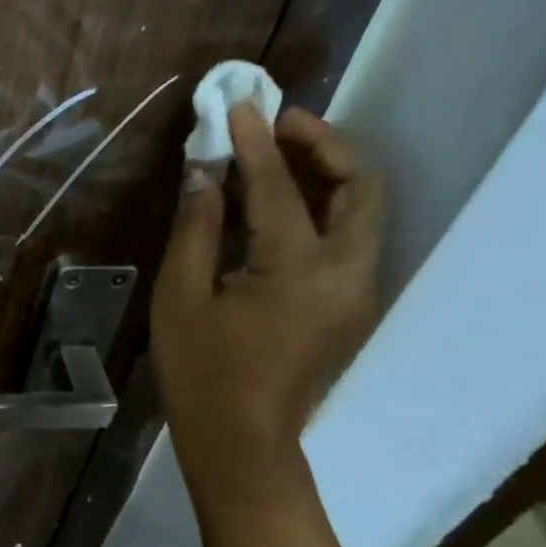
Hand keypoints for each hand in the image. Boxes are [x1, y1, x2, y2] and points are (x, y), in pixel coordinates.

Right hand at [152, 105, 383, 445]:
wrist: (242, 442)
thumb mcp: (180, 298)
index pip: (280, 188)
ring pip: (364, 210)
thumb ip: (197, 229)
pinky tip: (286, 198)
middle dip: (324, 144)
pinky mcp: (351, 305)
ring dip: (330, 171)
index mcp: (298, 271)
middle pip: (361, 186)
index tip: (239, 104)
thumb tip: (205, 177)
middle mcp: (347, 274)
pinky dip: (328, 203)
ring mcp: (357, 291)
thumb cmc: (201, 372)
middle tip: (278, 123)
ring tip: (282, 151)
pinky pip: (352, 236)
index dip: (256, 142)